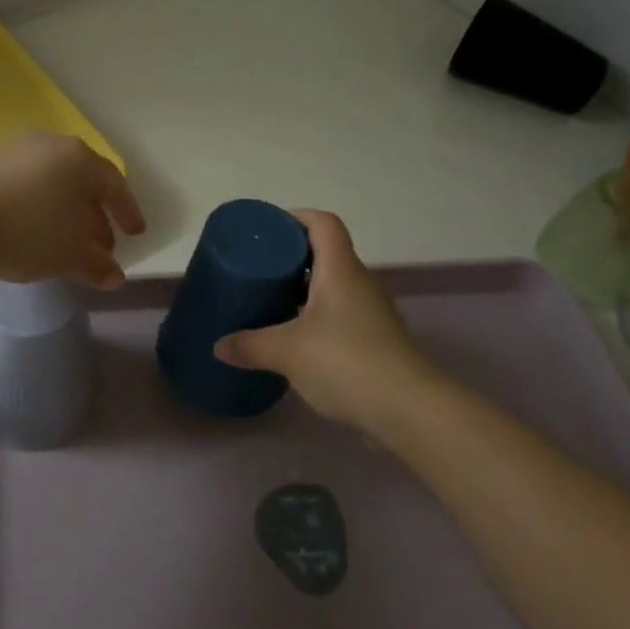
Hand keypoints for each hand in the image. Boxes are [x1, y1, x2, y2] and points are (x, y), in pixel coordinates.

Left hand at [0, 131, 147, 288]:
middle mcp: (52, 144)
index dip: (127, 212)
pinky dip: (39, 205)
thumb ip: (97, 264)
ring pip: (54, 181)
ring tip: (66, 241)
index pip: (115, 184)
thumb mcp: (70, 255)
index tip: (135, 234)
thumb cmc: (28, 231)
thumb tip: (115, 276)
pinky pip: (27, 183)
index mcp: (80, 159)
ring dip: (66, 211)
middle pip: (83, 181)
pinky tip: (34, 229)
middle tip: (101, 244)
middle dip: (95, 214)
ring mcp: (18, 149)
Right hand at [213, 210, 434, 431]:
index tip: (268, 229)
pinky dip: (318, 317)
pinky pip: (342, 315)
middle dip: (293, 256)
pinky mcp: (377, 341)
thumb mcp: (287, 352)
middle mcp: (360, 282)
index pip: (323, 223)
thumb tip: (219, 345)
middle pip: (327, 253)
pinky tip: (297, 340)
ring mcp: (372, 313)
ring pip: (334, 286)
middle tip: (260, 267)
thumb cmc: (347, 363)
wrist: (410, 411)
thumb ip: (250, 345)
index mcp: (340, 269)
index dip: (296, 217)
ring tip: (272, 302)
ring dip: (305, 289)